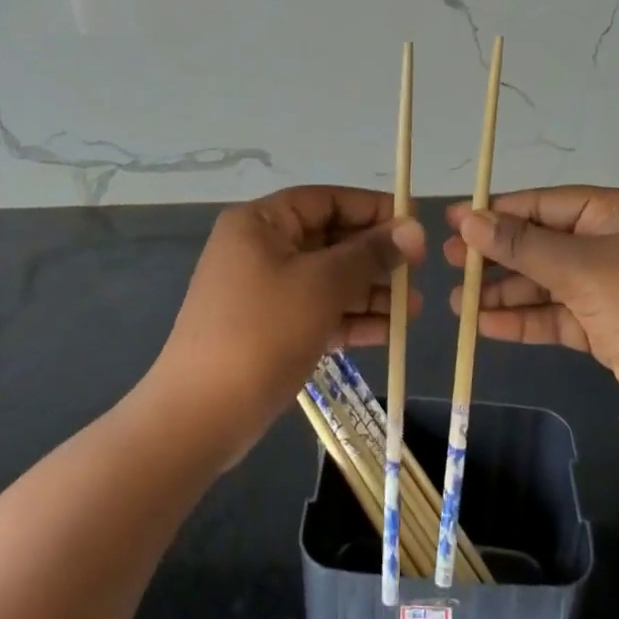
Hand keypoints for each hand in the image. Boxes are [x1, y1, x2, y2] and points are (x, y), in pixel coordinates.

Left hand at [152, 186, 424, 466]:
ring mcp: (264, 291)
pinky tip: (389, 332)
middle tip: (419, 273)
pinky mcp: (271, 329)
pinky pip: (318, 311)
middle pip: (331, 240)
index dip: (373, 209)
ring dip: (371, 292)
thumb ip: (370, 254)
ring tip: (416, 310)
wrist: (199, 417)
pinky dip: (351, 318)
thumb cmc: (262, 332)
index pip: (327, 200)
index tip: (414, 225)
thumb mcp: (322, 285)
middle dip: (377, 258)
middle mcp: (261, 248)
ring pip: (328, 279)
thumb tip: (414, 228)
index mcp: (262, 223)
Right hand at [444, 187, 618, 436]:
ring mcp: (607, 287)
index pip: (543, 204)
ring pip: (544, 282)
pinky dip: (523, 320)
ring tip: (456, 302)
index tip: (453, 220)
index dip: (497, 212)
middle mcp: (609, 243)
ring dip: (504, 292)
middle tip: (447, 261)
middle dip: (496, 254)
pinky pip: (555, 316)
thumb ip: (522, 246)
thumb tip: (469, 221)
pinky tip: (485, 325)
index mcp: (612, 212)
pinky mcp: (604, 327)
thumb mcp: (580, 267)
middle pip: (540, 243)